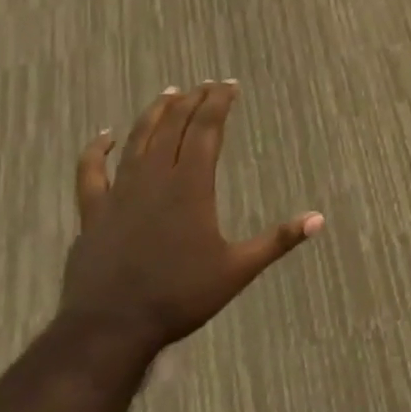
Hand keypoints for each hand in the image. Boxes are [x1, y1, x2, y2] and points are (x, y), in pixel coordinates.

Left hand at [63, 82, 321, 353]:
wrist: (112, 327)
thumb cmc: (180, 296)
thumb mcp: (238, 270)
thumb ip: (277, 240)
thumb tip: (319, 219)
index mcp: (191, 185)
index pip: (206, 129)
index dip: (218, 103)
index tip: (229, 84)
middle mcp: (155, 177)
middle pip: (173, 126)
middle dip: (192, 101)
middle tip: (206, 85)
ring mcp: (120, 192)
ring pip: (138, 139)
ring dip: (154, 113)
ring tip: (169, 93)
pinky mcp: (94, 211)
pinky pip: (91, 172)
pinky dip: (96, 150)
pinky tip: (104, 136)